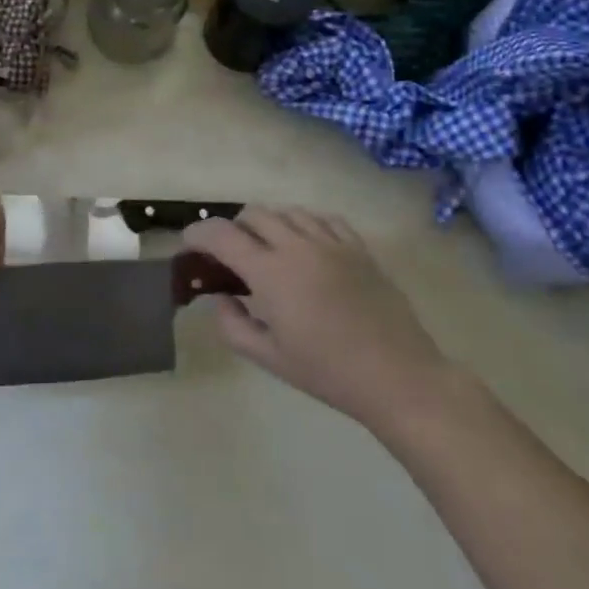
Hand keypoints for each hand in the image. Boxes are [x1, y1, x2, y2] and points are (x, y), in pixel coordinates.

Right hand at [182, 206, 454, 438]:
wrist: (399, 377)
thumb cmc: (328, 373)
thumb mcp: (269, 358)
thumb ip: (233, 325)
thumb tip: (221, 298)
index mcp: (271, 273)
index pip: (221, 235)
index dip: (197, 234)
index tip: (189, 246)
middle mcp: (298, 246)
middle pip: (253, 214)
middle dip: (233, 228)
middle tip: (231, 255)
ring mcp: (331, 242)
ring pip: (287, 211)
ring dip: (268, 224)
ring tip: (269, 250)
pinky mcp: (358, 247)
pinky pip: (322, 218)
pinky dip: (304, 225)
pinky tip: (306, 246)